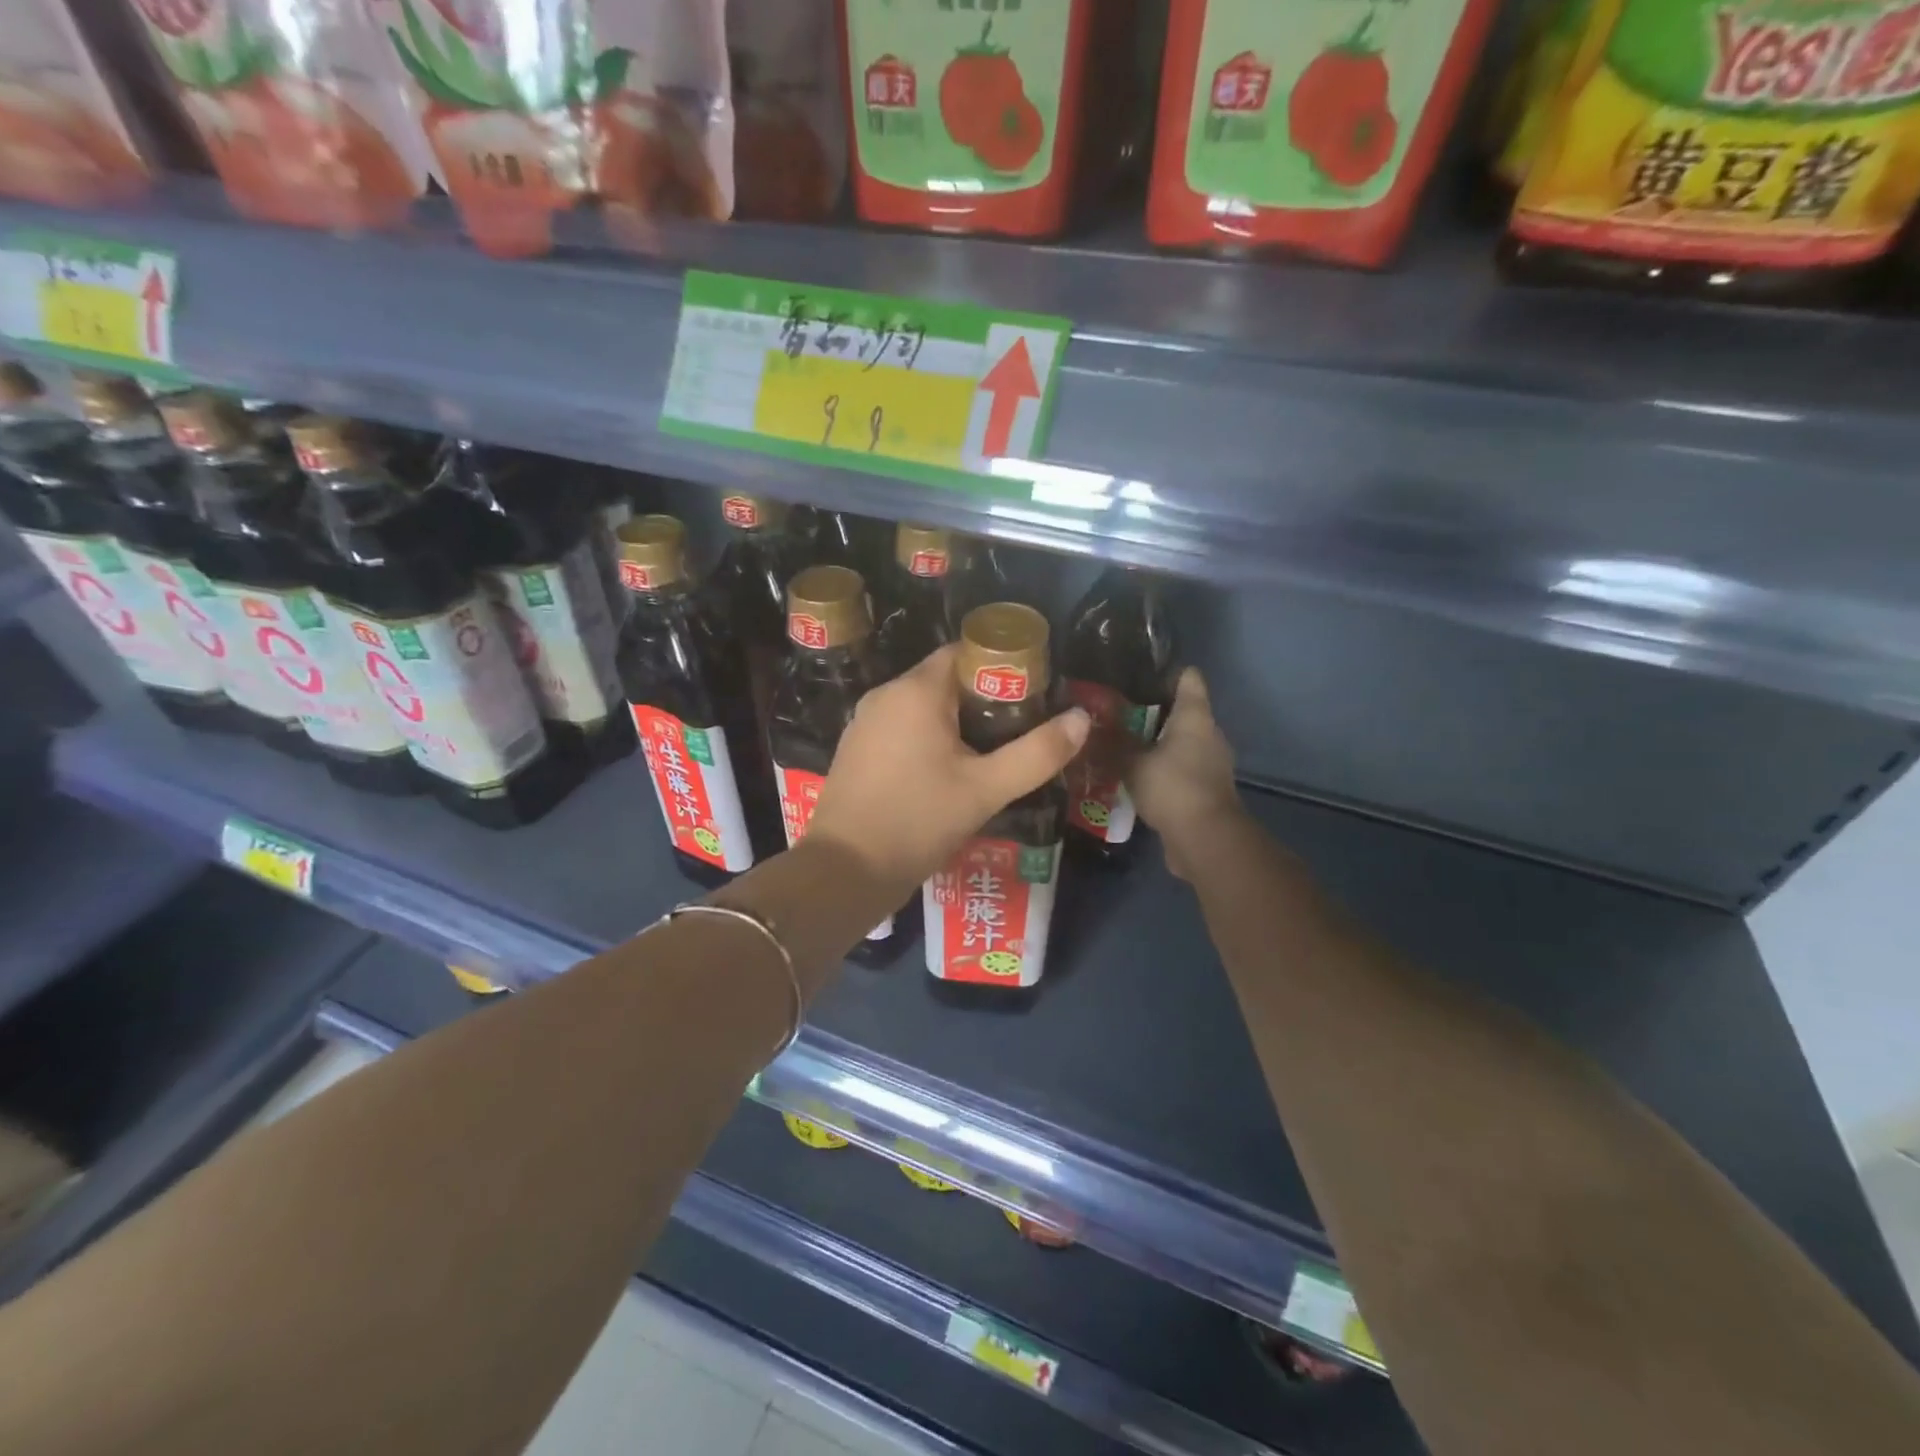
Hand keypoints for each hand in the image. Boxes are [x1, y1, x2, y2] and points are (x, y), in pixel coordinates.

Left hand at [807, 644, 1088, 898]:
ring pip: (922, 707)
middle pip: (945, 680)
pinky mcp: (856, 750)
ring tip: (991, 753)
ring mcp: (864, 723)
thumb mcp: (986, 790)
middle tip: (1019, 729)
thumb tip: (1082, 718)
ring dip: (956, 723)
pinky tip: (949, 772)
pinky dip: (928, 739)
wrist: (845, 871)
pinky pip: (902, 729)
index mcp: (916, 691)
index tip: (1032, 694)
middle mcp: (885, 695)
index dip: (1001, 667)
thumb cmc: (917, 821)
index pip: (964, 652)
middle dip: (984, 699)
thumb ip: (1037, 753)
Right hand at [1126, 668, 1243, 881]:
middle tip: (1113, 712)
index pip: (1188, 678)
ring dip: (1154, 743)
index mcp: (1195, 716)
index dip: (1164, 672)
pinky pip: (1179, 769)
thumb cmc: (1173, 787)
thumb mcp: (1132, 762)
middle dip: (1150, 710)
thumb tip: (1087, 724)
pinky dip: (1160, 769)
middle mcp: (1208, 734)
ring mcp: (1210, 764)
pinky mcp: (1204, 790)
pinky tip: (1133, 776)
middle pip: (1181, 710)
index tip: (1135, 675)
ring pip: (1179, 742)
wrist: (1206, 841)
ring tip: (1118, 744)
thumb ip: (1112, 742)